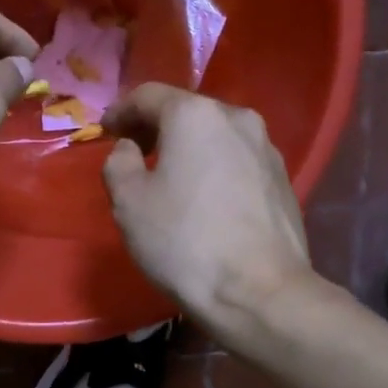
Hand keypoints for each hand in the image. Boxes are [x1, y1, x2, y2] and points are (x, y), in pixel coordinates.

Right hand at [102, 84, 316, 330]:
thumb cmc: (184, 241)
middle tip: (133, 152)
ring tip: (170, 177)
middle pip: (187, 112)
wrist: (259, 291)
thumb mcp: (128, 202)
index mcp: (195, 115)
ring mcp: (267, 149)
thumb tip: (130, 149)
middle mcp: (237, 118)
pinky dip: (214, 169)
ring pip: (215, 137)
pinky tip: (204, 199)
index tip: (105, 131)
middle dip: (156, 128)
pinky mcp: (282, 180)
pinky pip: (237, 162)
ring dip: (188, 149)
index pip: (148, 95)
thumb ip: (119, 163)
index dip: (120, 111)